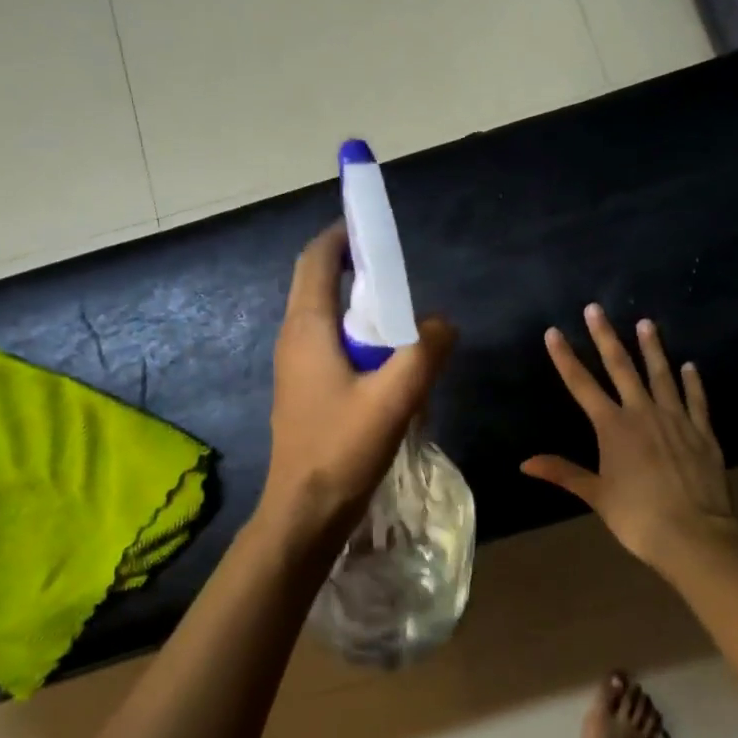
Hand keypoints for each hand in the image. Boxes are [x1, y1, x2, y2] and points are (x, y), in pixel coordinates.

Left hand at [255, 224, 455, 559]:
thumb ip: (425, 352)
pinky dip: (356, 336)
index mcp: (307, 328)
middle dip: (354, 267)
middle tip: (397, 271)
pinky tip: (386, 362)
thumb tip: (444, 323)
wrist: (304, 511)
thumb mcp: (395, 398)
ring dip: (358, 305)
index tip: (372, 225)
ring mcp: (294, 365)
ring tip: (400, 314)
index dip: (341, 235)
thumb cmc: (342, 448)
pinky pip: (328, 344)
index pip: (317, 260)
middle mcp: (294, 338)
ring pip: (324, 316)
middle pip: (318, 283)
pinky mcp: (303, 389)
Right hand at [522, 305, 737, 572]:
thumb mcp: (596, 495)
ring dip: (652, 348)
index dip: (566, 358)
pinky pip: (696, 400)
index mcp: (613, 427)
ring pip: (661, 374)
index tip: (554, 332)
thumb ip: (563, 472)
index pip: (582, 385)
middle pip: (621, 367)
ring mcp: (676, 419)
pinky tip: (689, 366)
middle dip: (605, 337)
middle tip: (596, 308)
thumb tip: (525, 463)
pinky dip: (692, 382)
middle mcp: (643, 413)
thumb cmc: (637, 517)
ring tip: (646, 323)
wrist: (693, 534)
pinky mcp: (702, 431)